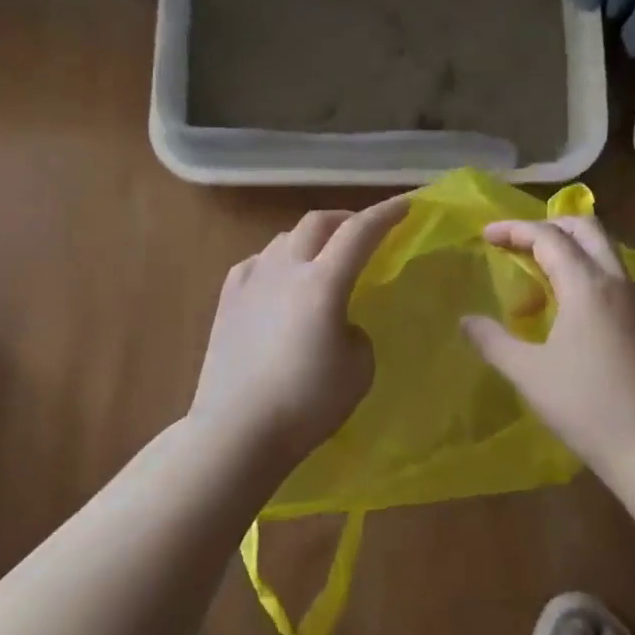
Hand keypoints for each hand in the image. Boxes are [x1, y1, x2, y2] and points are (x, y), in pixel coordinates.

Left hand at [189, 198, 408, 465]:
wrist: (236, 430)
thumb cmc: (306, 403)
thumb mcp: (358, 370)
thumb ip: (357, 333)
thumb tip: (342, 323)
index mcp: (323, 282)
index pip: (360, 232)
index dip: (386, 213)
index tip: (407, 204)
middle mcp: (285, 269)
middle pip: (318, 222)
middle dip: (346, 219)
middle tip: (363, 231)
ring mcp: (251, 280)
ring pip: (284, 239)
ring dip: (310, 239)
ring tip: (322, 256)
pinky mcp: (227, 299)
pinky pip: (257, 263)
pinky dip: (277, 260)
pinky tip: (279, 278)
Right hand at [461, 216, 634, 509]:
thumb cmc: (586, 406)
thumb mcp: (529, 373)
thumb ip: (493, 341)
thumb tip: (466, 321)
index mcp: (586, 285)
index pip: (548, 236)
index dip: (514, 230)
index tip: (486, 235)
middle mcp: (617, 282)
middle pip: (586, 229)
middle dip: (549, 225)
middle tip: (518, 242)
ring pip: (605, 252)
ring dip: (571, 248)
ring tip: (539, 273)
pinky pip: (614, 278)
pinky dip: (587, 273)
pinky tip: (569, 307)